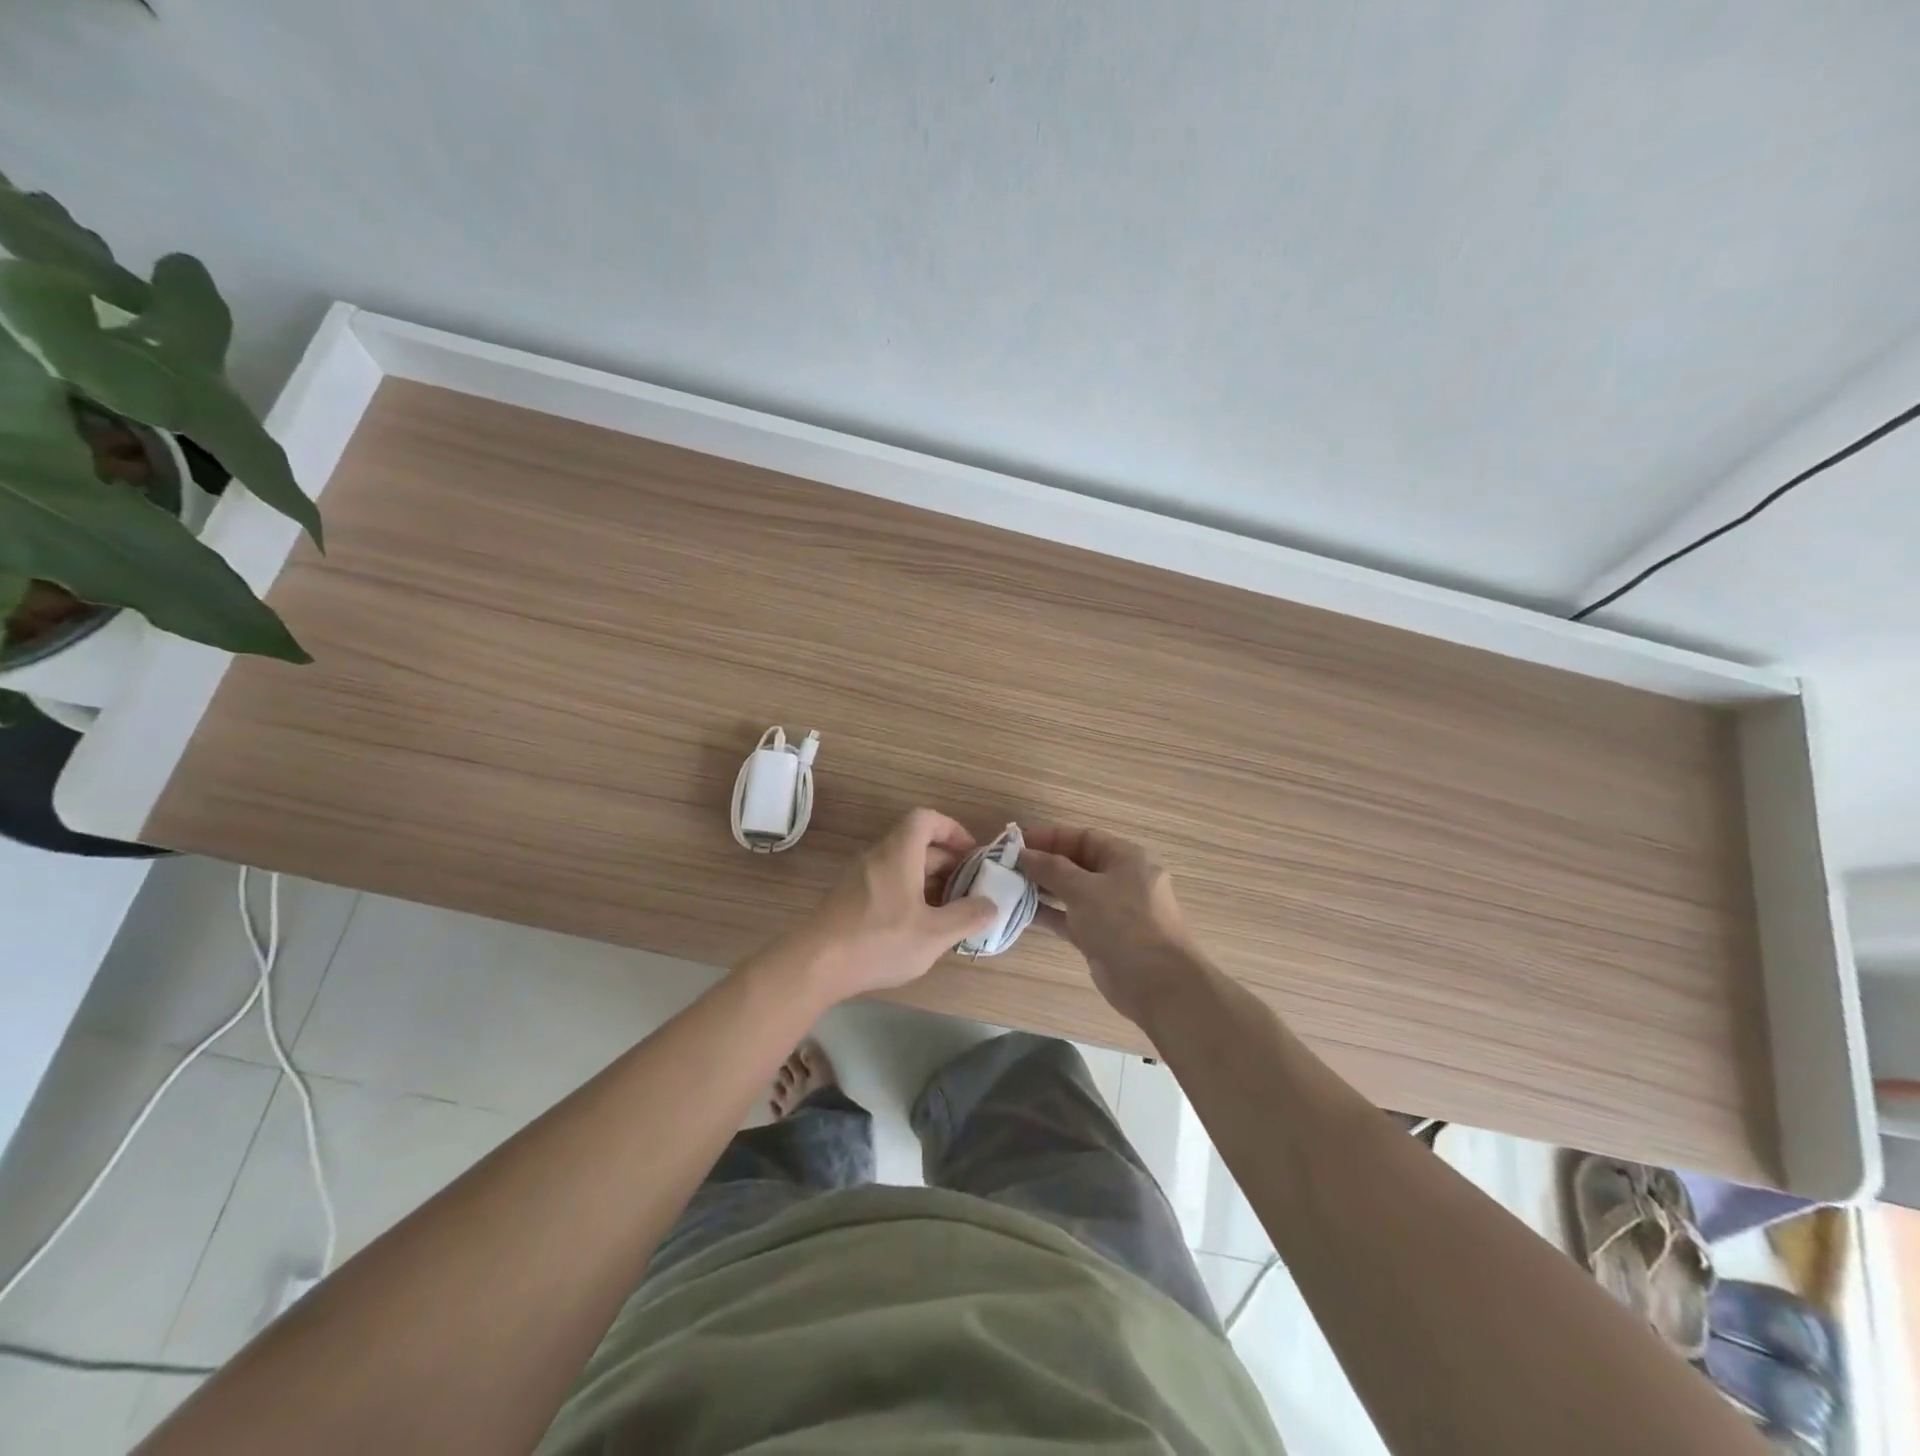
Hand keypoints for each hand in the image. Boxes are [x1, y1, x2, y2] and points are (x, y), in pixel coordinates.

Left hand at [796, 808, 997, 1002]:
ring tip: (947, 912)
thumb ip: (967, 917)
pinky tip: (916, 926)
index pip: (926, 819)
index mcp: (899, 853)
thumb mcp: (934, 934)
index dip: (952, 829)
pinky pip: (885, 882)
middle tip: (967, 890)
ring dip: (927, 881)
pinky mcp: (847, 898)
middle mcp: (877, 856)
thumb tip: (991, 905)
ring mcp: (858, 876)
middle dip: (946, 862)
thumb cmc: (879, 941)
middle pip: (916, 843)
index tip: (971, 854)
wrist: (815, 964)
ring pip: (901, 865)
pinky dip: (907, 894)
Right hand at [1020, 825, 1206, 1024]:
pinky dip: (1050, 913)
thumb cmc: (1124, 924)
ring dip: (1043, 888)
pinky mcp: (1102, 937)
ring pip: (1072, 892)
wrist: (1158, 984)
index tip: (1017, 843)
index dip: (1050, 837)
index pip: (1083, 837)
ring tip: (1009, 887)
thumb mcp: (1085, 889)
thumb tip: (1024, 854)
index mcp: (1125, 858)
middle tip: (1007, 866)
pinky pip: (1071, 917)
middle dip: (1043, 863)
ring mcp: (1112, 910)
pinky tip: (1022, 912)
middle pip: (1076, 863)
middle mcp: (1120, 880)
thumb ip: (1051, 869)